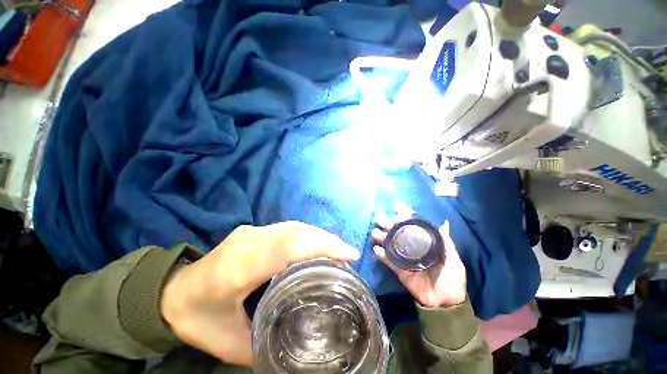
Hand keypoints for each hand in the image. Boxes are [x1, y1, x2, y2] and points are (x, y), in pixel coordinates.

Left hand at [160, 222, 360, 365]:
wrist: (171, 291)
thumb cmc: (196, 319)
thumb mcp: (229, 343)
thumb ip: (265, 342)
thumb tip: (300, 341)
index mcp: (238, 268)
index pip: (288, 248)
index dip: (320, 247)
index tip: (347, 255)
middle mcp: (248, 241)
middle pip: (295, 232)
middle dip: (326, 240)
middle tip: (348, 253)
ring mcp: (251, 231)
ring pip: (294, 226)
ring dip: (319, 235)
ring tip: (338, 249)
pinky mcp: (254, 230)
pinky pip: (288, 228)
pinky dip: (308, 234)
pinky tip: (317, 244)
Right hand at [372, 214, 466, 307]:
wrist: (444, 303)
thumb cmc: (451, 279)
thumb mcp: (453, 260)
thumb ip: (446, 242)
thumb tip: (444, 223)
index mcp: (425, 243)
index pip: (414, 225)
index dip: (405, 215)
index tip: (396, 206)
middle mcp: (412, 247)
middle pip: (398, 232)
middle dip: (388, 224)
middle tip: (379, 218)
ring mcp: (404, 258)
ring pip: (390, 244)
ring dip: (382, 237)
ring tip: (375, 233)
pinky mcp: (398, 269)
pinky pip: (388, 260)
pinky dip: (381, 254)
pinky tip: (376, 249)